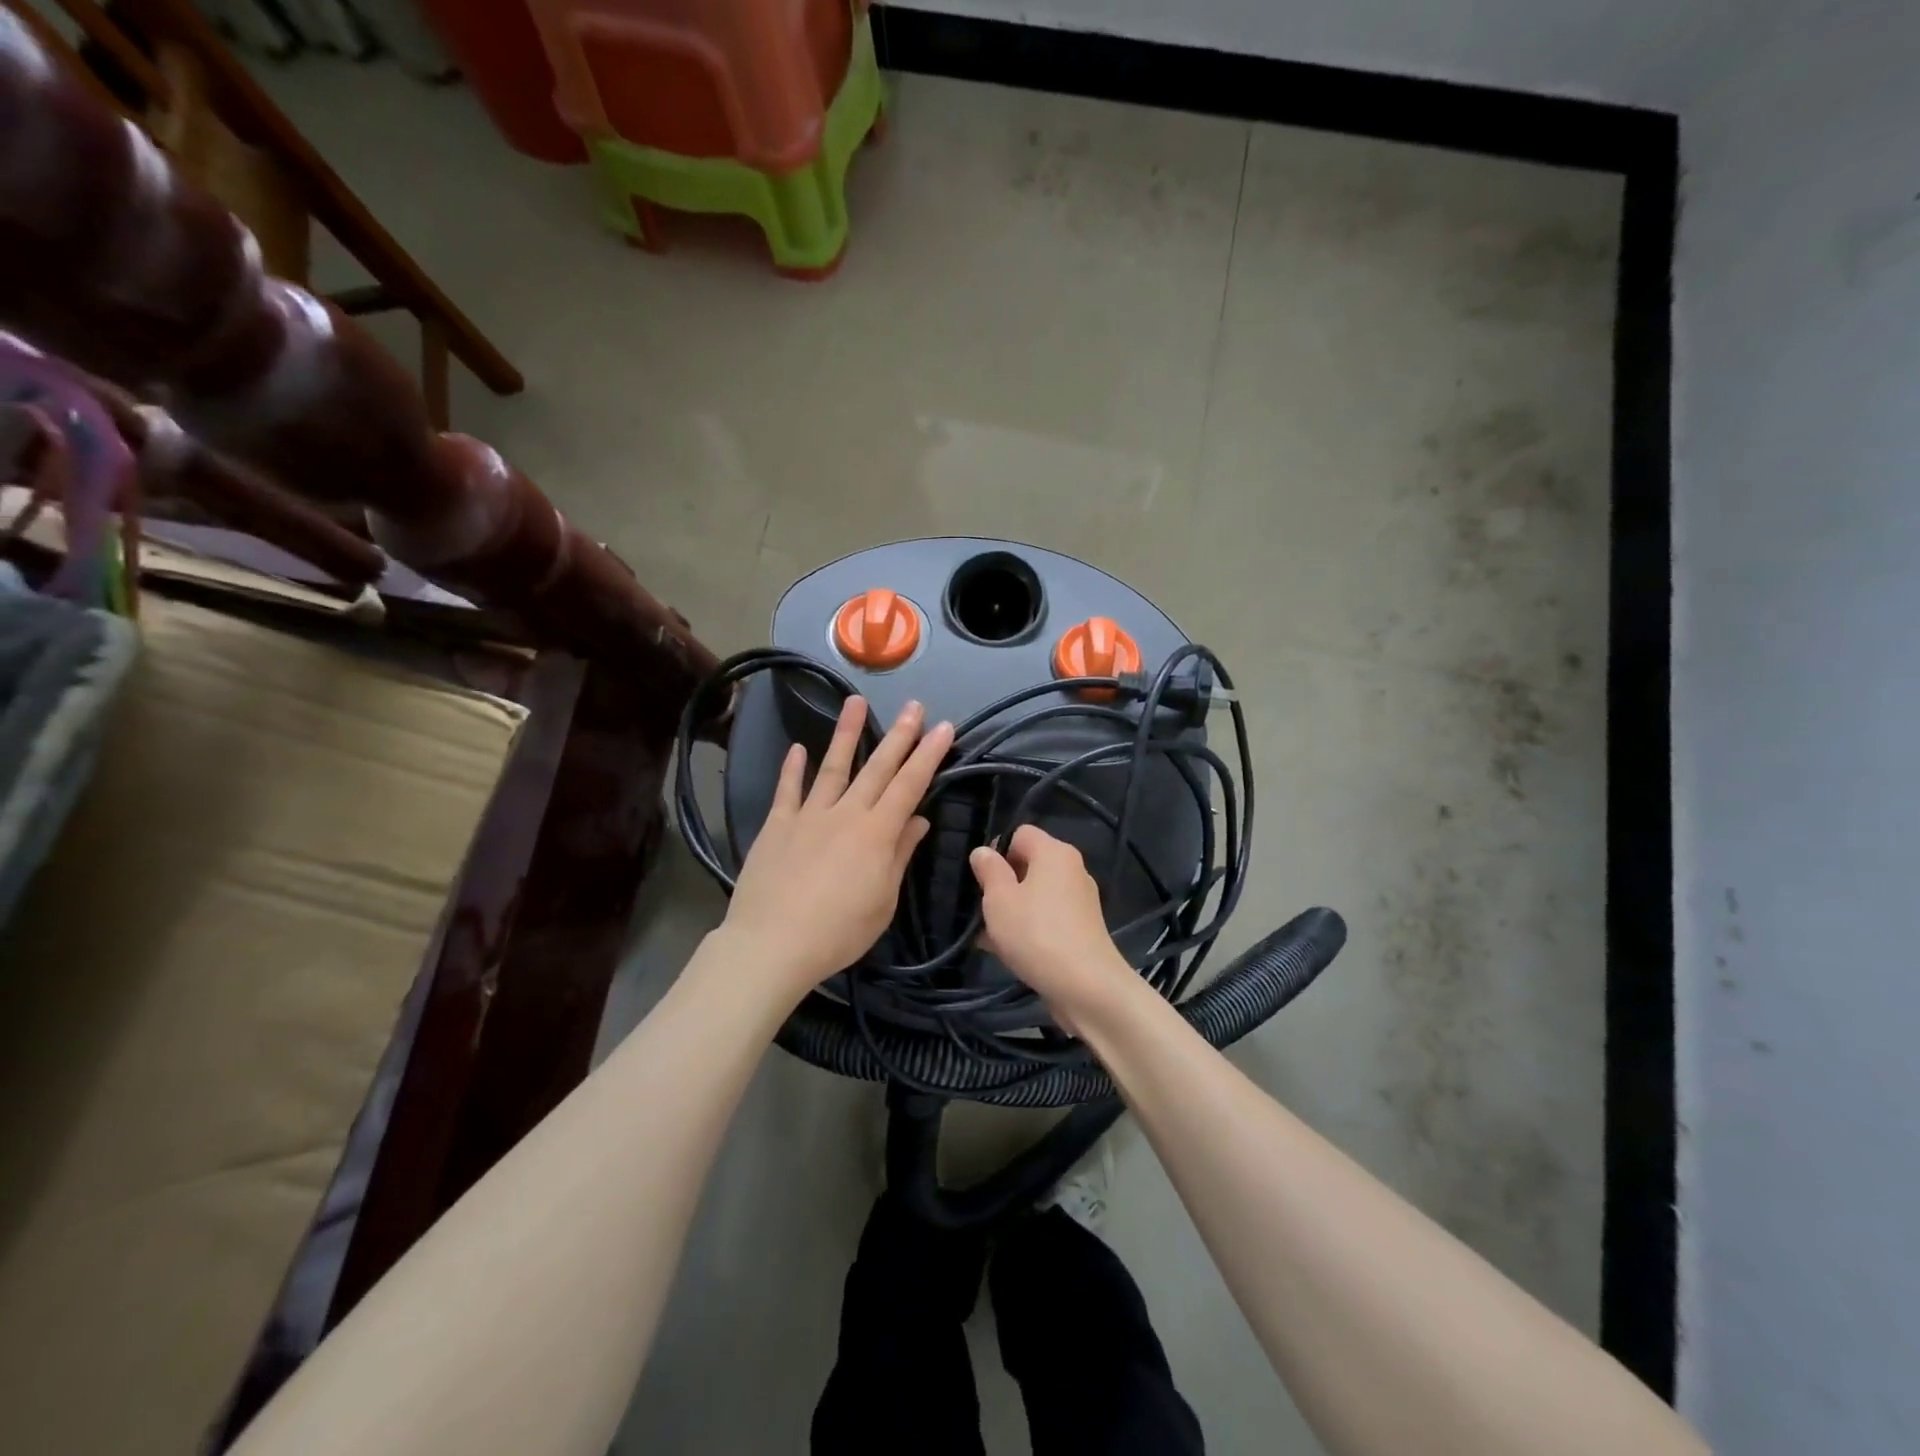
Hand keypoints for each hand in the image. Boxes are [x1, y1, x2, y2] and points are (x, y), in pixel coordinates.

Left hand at [721, 695, 952, 1002]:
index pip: (910, 785)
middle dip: (900, 735)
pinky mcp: (777, 825)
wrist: (772, 944)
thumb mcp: (883, 901)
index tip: (944, 728)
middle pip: (878, 768)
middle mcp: (845, 814)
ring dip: (847, 734)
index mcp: (877, 833)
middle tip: (914, 705)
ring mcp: (808, 815)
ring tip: (857, 702)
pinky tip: (798, 748)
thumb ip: (899, 855)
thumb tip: (918, 820)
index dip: (929, 755)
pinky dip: (792, 768)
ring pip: (833, 767)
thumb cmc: (838, 932)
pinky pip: (787, 790)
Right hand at [969, 825, 1134, 1028]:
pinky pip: (1046, 917)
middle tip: (981, 908)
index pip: (1020, 833)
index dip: (997, 850)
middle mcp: (1071, 869)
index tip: (981, 878)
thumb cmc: (1036, 934)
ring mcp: (1079, 900)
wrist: (1086, 987)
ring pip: (1035, 894)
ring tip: (987, 935)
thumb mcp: (999, 899)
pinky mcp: (1081, 928)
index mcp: (1054, 852)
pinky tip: (1006, 951)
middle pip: (1028, 864)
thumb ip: (989, 870)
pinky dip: (1028, 927)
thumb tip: (983, 851)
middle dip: (1001, 883)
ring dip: (1011, 910)